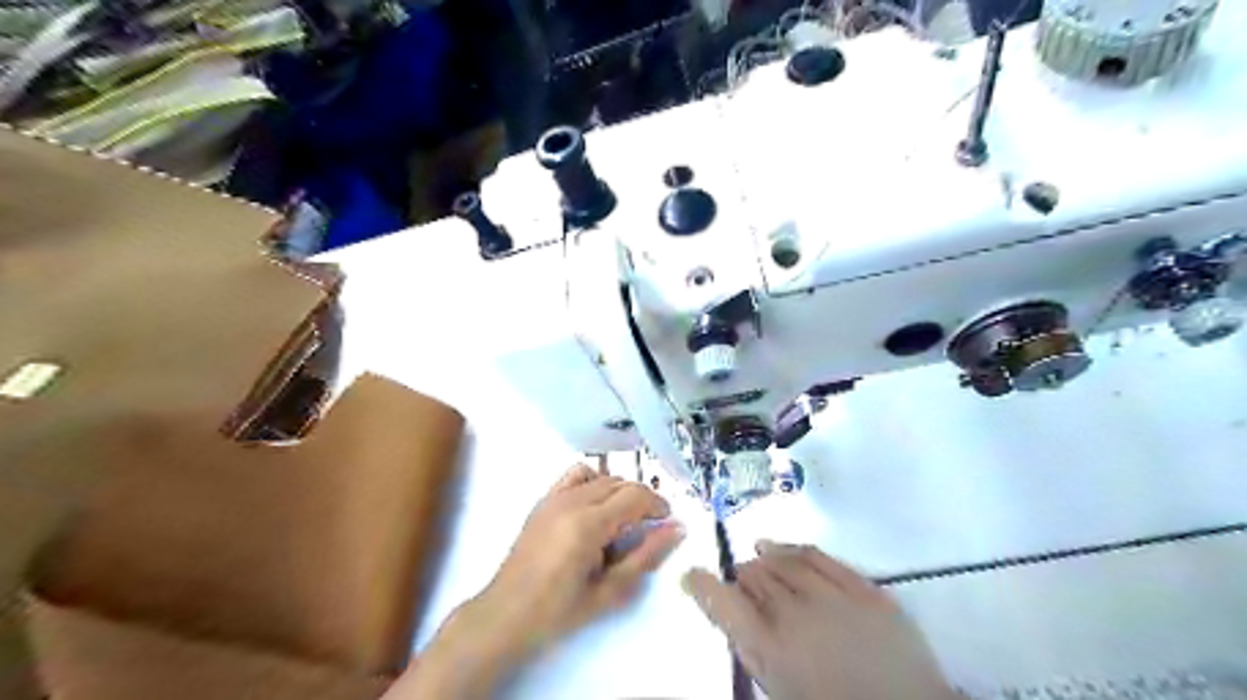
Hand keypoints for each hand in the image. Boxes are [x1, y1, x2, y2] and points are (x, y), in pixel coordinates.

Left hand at [479, 464, 690, 650]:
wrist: (507, 614)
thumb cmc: (559, 611)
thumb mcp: (609, 591)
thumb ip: (645, 557)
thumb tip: (676, 529)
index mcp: (588, 524)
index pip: (635, 496)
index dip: (657, 505)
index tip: (668, 522)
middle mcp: (571, 502)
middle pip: (621, 483)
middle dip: (642, 500)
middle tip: (650, 527)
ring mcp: (554, 497)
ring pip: (602, 477)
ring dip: (621, 491)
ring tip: (624, 519)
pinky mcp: (544, 500)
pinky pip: (575, 475)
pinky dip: (594, 480)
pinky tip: (596, 504)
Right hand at [681, 541, 956, 699]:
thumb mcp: (780, 687)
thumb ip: (752, 649)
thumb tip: (732, 614)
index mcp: (772, 650)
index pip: (723, 603)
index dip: (702, 585)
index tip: (691, 576)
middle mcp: (797, 616)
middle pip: (753, 577)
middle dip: (740, 577)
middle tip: (739, 582)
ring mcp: (833, 598)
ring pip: (782, 562)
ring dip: (763, 560)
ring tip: (756, 559)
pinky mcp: (864, 588)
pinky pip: (818, 556)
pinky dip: (793, 549)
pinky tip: (780, 547)